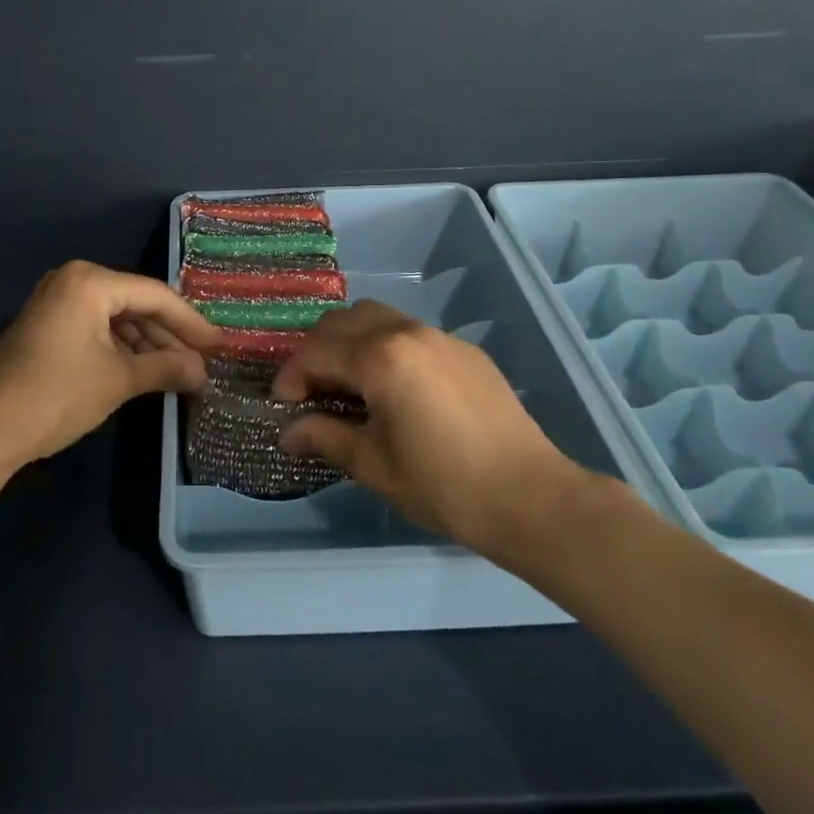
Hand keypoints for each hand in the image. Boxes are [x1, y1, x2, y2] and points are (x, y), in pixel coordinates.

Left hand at [0, 262, 217, 471]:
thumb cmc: (57, 393)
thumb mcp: (119, 379)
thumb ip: (166, 367)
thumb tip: (203, 372)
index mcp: (90, 281)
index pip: (155, 295)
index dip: (191, 322)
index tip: (219, 345)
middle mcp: (73, 281)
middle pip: (136, 304)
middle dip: (169, 335)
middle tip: (201, 362)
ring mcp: (56, 303)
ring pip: (116, 318)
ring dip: (147, 345)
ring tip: (178, 372)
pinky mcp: (47, 327)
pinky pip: (96, 329)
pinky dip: (121, 349)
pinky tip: (143, 371)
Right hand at [273, 301, 586, 556]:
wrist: (530, 496)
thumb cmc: (443, 485)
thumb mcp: (373, 465)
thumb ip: (324, 436)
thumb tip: (286, 433)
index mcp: (380, 357)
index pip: (316, 350)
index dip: (291, 376)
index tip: (284, 406)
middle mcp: (406, 332)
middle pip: (342, 321)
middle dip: (317, 352)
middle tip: (313, 392)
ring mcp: (440, 336)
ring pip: (377, 317)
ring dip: (351, 342)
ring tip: (351, 385)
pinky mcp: (464, 350)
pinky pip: (410, 332)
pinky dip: (386, 347)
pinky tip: (396, 389)